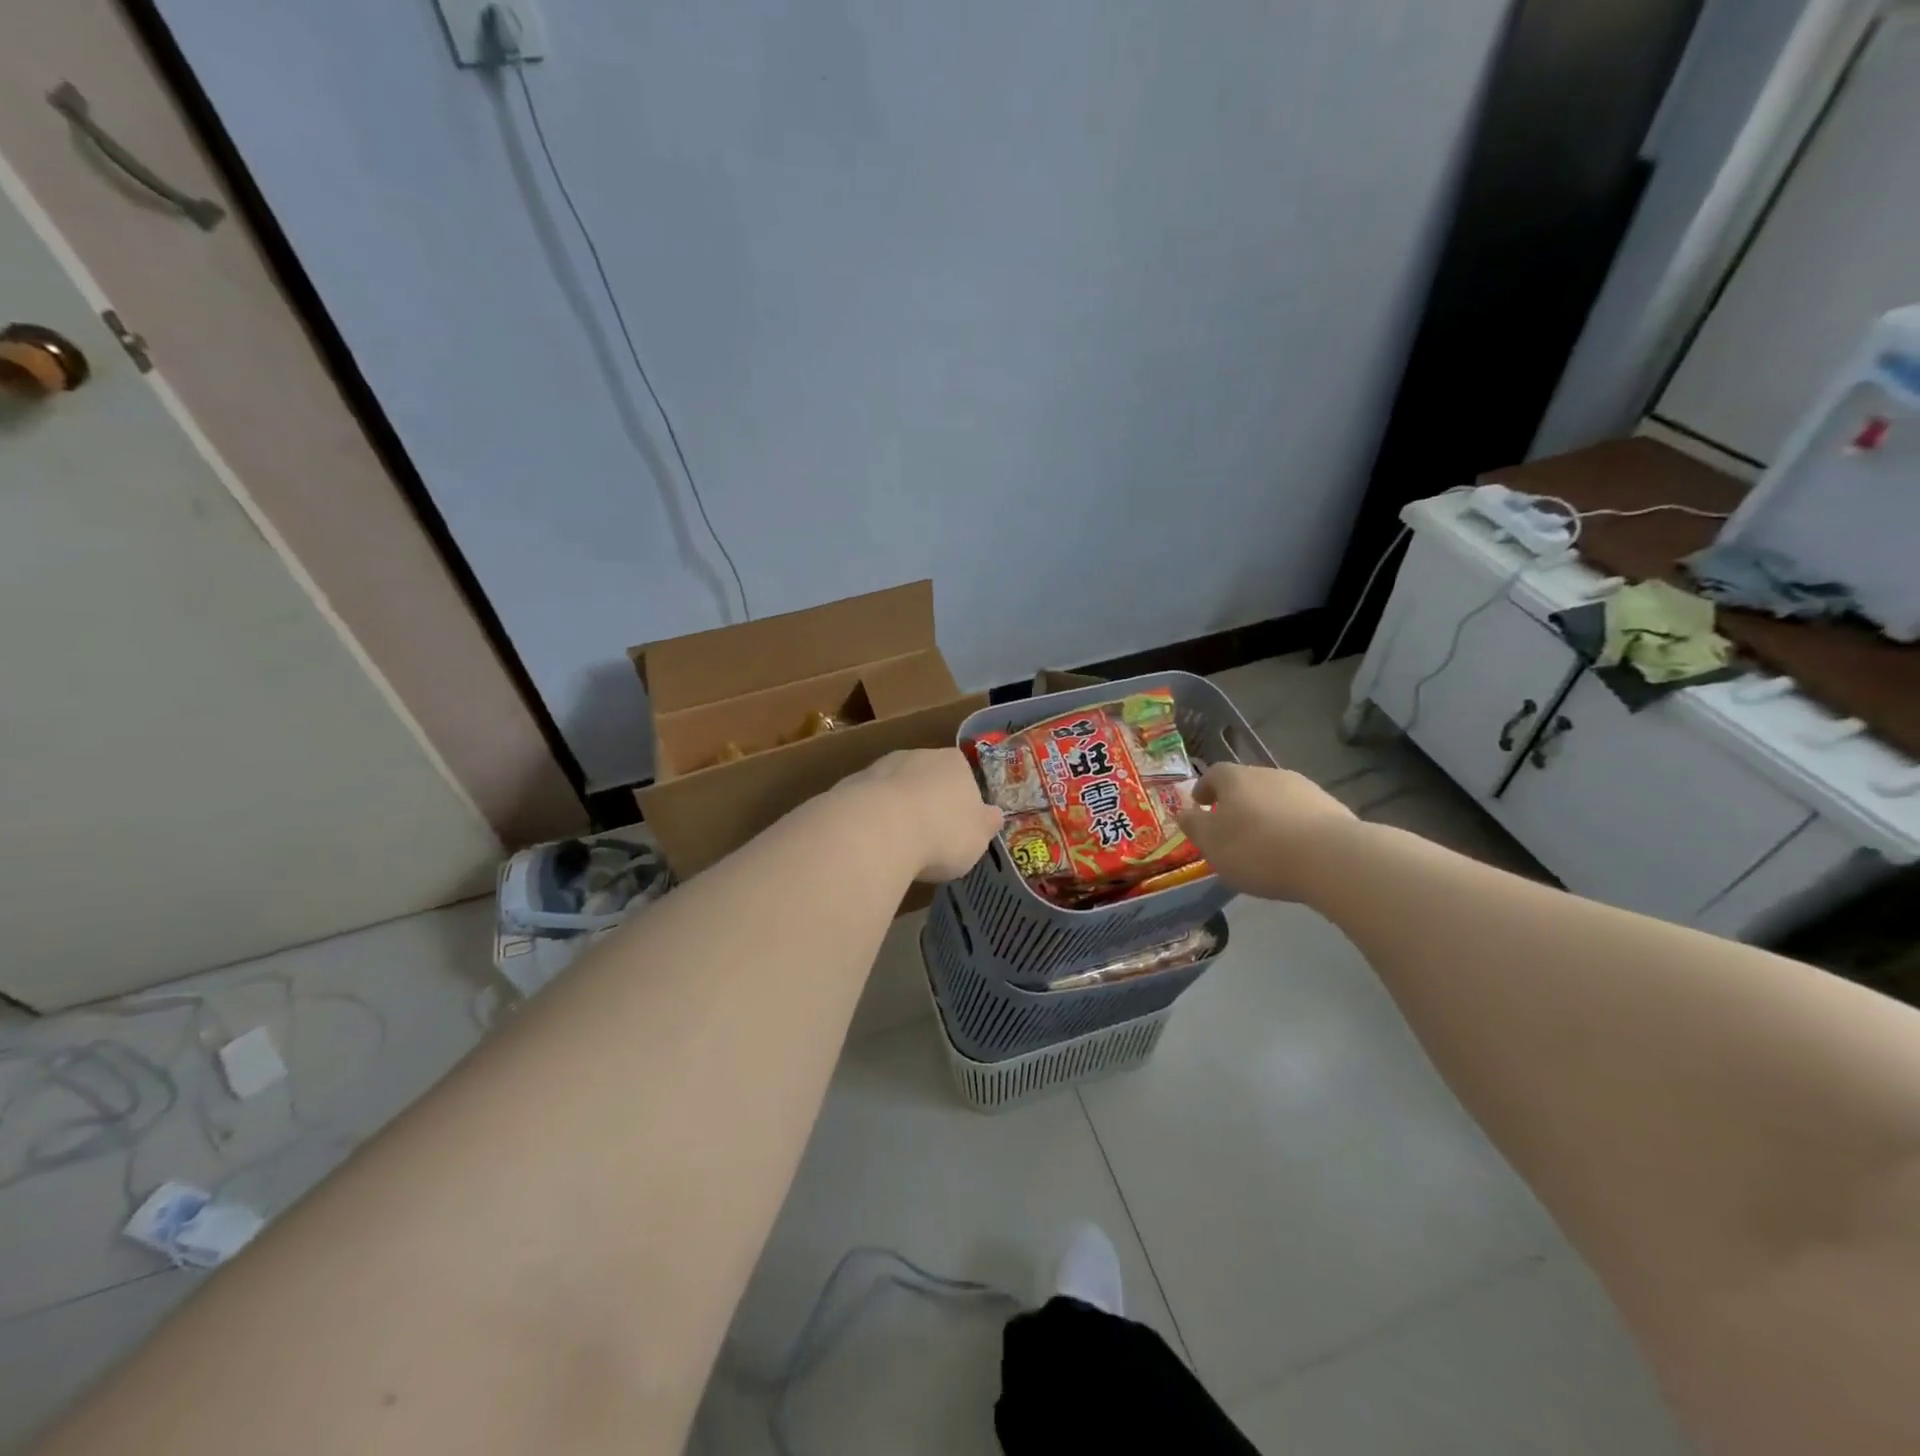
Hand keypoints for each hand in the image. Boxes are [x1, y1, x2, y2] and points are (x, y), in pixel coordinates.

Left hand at [841, 748, 1004, 882]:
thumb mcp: (978, 838)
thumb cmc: (941, 834)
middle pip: (926, 778)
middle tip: (929, 838)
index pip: (964, 775)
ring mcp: (880, 767)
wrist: (877, 830)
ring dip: (896, 810)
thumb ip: (986, 825)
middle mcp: (917, 755)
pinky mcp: (849, 785)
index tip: (958, 827)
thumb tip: (994, 816)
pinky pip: (867, 805)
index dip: (962, 801)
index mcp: (954, 762)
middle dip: (927, 802)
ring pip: (894, 789)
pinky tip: (871, 845)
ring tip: (897, 846)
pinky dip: (870, 821)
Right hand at [1176, 763, 1357, 901]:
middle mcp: (1269, 774)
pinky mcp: (1332, 808)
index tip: (1200, 805)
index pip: (1214, 774)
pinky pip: (1302, 814)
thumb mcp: (1212, 843)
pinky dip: (1292, 827)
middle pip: (1246, 784)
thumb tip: (1184, 812)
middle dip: (1236, 803)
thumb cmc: (1256, 849)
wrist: (1330, 858)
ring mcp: (1304, 788)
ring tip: (1264, 843)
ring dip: (1266, 814)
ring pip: (1276, 798)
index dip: (1204, 789)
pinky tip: (1294, 851)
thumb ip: (1194, 826)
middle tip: (1230, 828)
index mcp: (1235, 778)